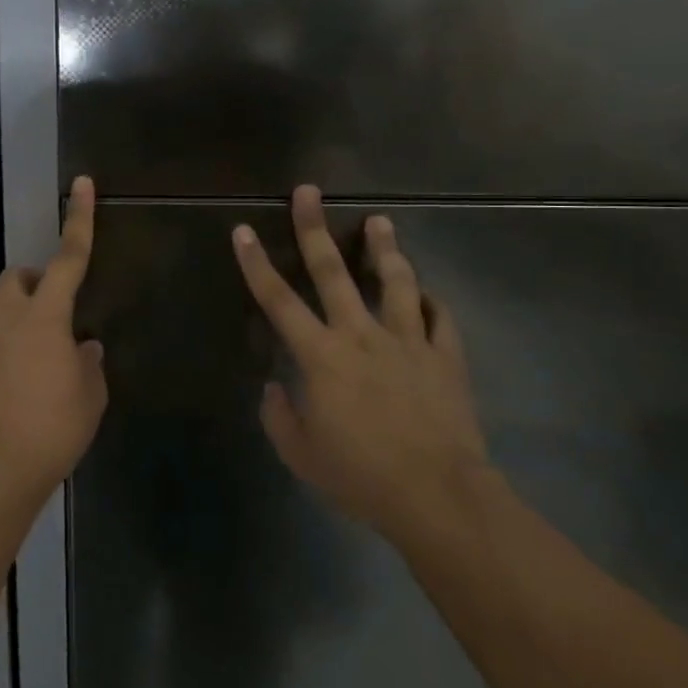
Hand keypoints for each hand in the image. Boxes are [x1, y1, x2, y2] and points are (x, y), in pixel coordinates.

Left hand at [0, 176, 107, 496]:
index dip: (79, 220)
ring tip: (48, 356)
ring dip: (23, 316)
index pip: (68, 258)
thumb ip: (88, 363)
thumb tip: (83, 348)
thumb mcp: (89, 395)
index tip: (81, 184)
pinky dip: (12, 346)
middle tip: (58, 309)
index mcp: (44, 316)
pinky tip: (29, 383)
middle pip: (14, 278)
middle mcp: (7, 320)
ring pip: (1, 310)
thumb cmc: (52, 427)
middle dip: (34, 279)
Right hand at [232, 185, 490, 541]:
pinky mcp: (445, 356)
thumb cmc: (361, 476)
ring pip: (395, 281)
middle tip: (309, 191)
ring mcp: (408, 341)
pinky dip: (433, 302)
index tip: (242, 230)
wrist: (437, 496)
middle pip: (333, 271)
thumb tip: (273, 388)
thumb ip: (279, 418)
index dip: (255, 263)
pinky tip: (428, 292)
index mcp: (321, 356)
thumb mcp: (302, 456)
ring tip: (381, 221)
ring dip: (385, 249)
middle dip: (315, 228)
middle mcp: (361, 335)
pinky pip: (441, 319)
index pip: (278, 300)